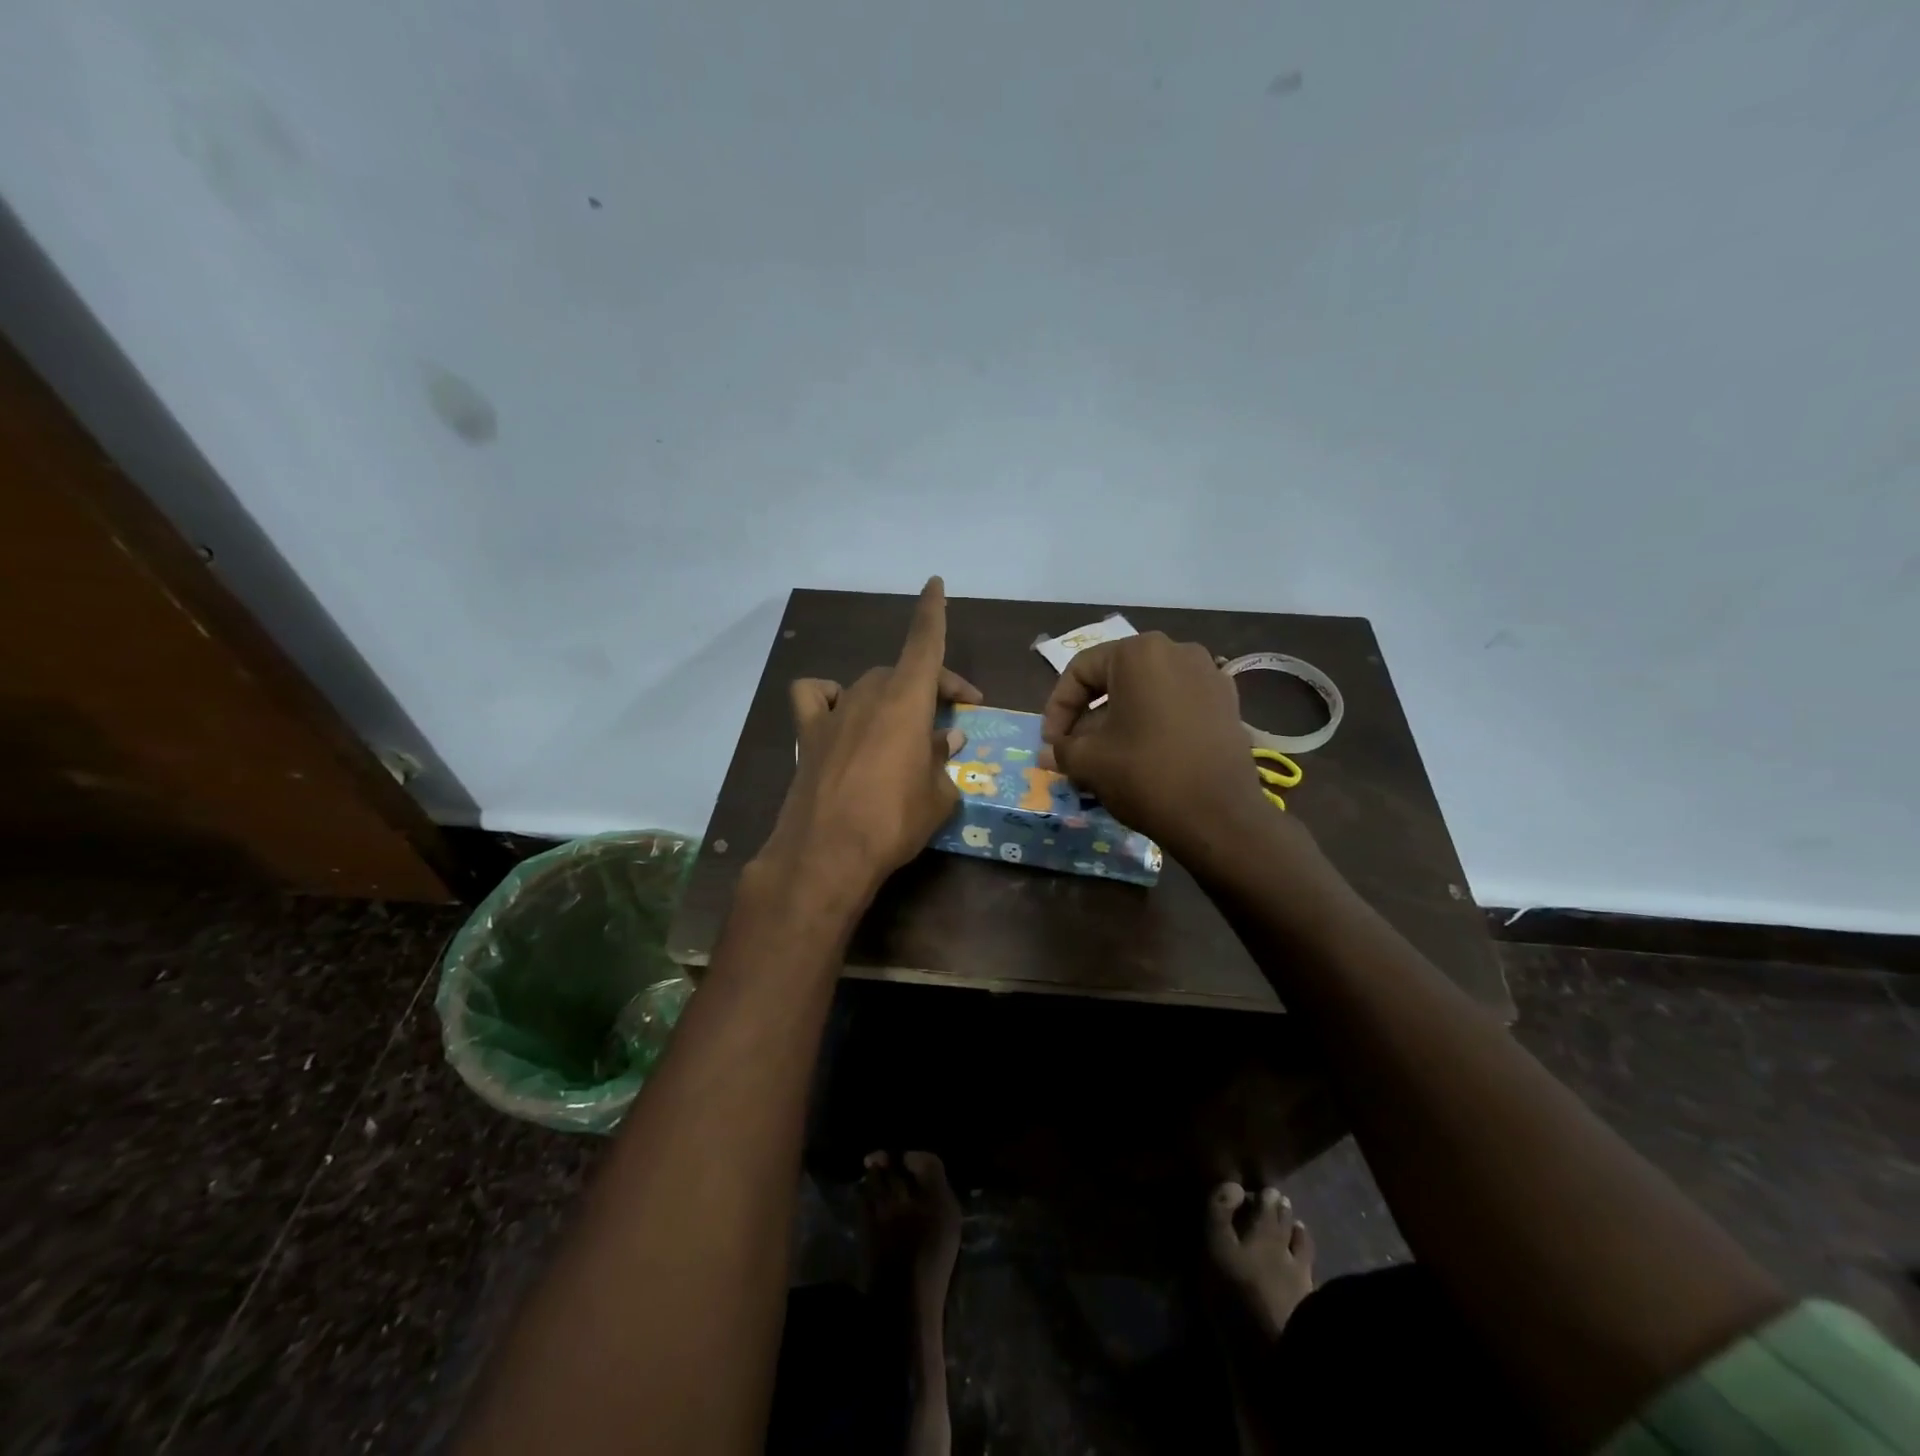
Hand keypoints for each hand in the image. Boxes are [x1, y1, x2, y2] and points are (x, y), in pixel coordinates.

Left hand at [756, 577, 981, 900]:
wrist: (827, 854)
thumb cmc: (894, 822)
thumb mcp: (938, 796)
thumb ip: (944, 761)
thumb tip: (946, 738)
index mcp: (907, 701)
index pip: (924, 643)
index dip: (932, 612)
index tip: (935, 584)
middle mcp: (869, 695)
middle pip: (902, 672)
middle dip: (932, 688)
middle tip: (951, 723)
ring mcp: (834, 713)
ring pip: (866, 685)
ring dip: (888, 696)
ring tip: (899, 727)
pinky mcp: (807, 736)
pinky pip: (815, 697)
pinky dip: (829, 697)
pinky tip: (841, 715)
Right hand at [1038, 632, 1265, 852]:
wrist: (1220, 816)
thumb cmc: (1145, 775)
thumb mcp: (1089, 762)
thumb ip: (1061, 749)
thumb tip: (1048, 752)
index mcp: (1138, 652)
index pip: (1081, 670)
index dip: (1057, 707)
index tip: (1051, 743)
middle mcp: (1176, 651)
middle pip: (1115, 678)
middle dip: (1089, 716)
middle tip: (1074, 751)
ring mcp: (1208, 675)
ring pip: (1146, 693)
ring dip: (1120, 721)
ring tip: (1106, 758)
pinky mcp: (1227, 703)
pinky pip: (1176, 705)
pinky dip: (1154, 724)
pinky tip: (1144, 757)